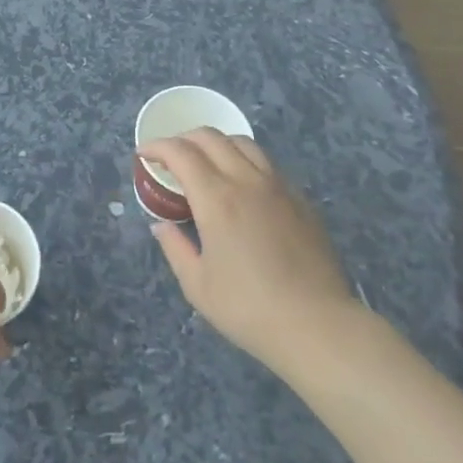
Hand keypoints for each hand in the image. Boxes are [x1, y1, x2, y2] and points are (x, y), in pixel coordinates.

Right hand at [141, 129, 364, 374]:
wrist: (317, 325)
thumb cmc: (249, 309)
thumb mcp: (197, 285)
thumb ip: (175, 247)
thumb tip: (163, 225)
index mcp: (216, 198)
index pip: (181, 153)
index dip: (157, 147)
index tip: (144, 155)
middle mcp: (247, 181)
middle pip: (211, 137)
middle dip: (183, 139)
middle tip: (170, 157)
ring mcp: (278, 186)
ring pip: (243, 143)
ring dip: (216, 143)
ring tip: (205, 163)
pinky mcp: (300, 199)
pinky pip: (267, 163)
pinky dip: (243, 160)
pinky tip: (241, 185)